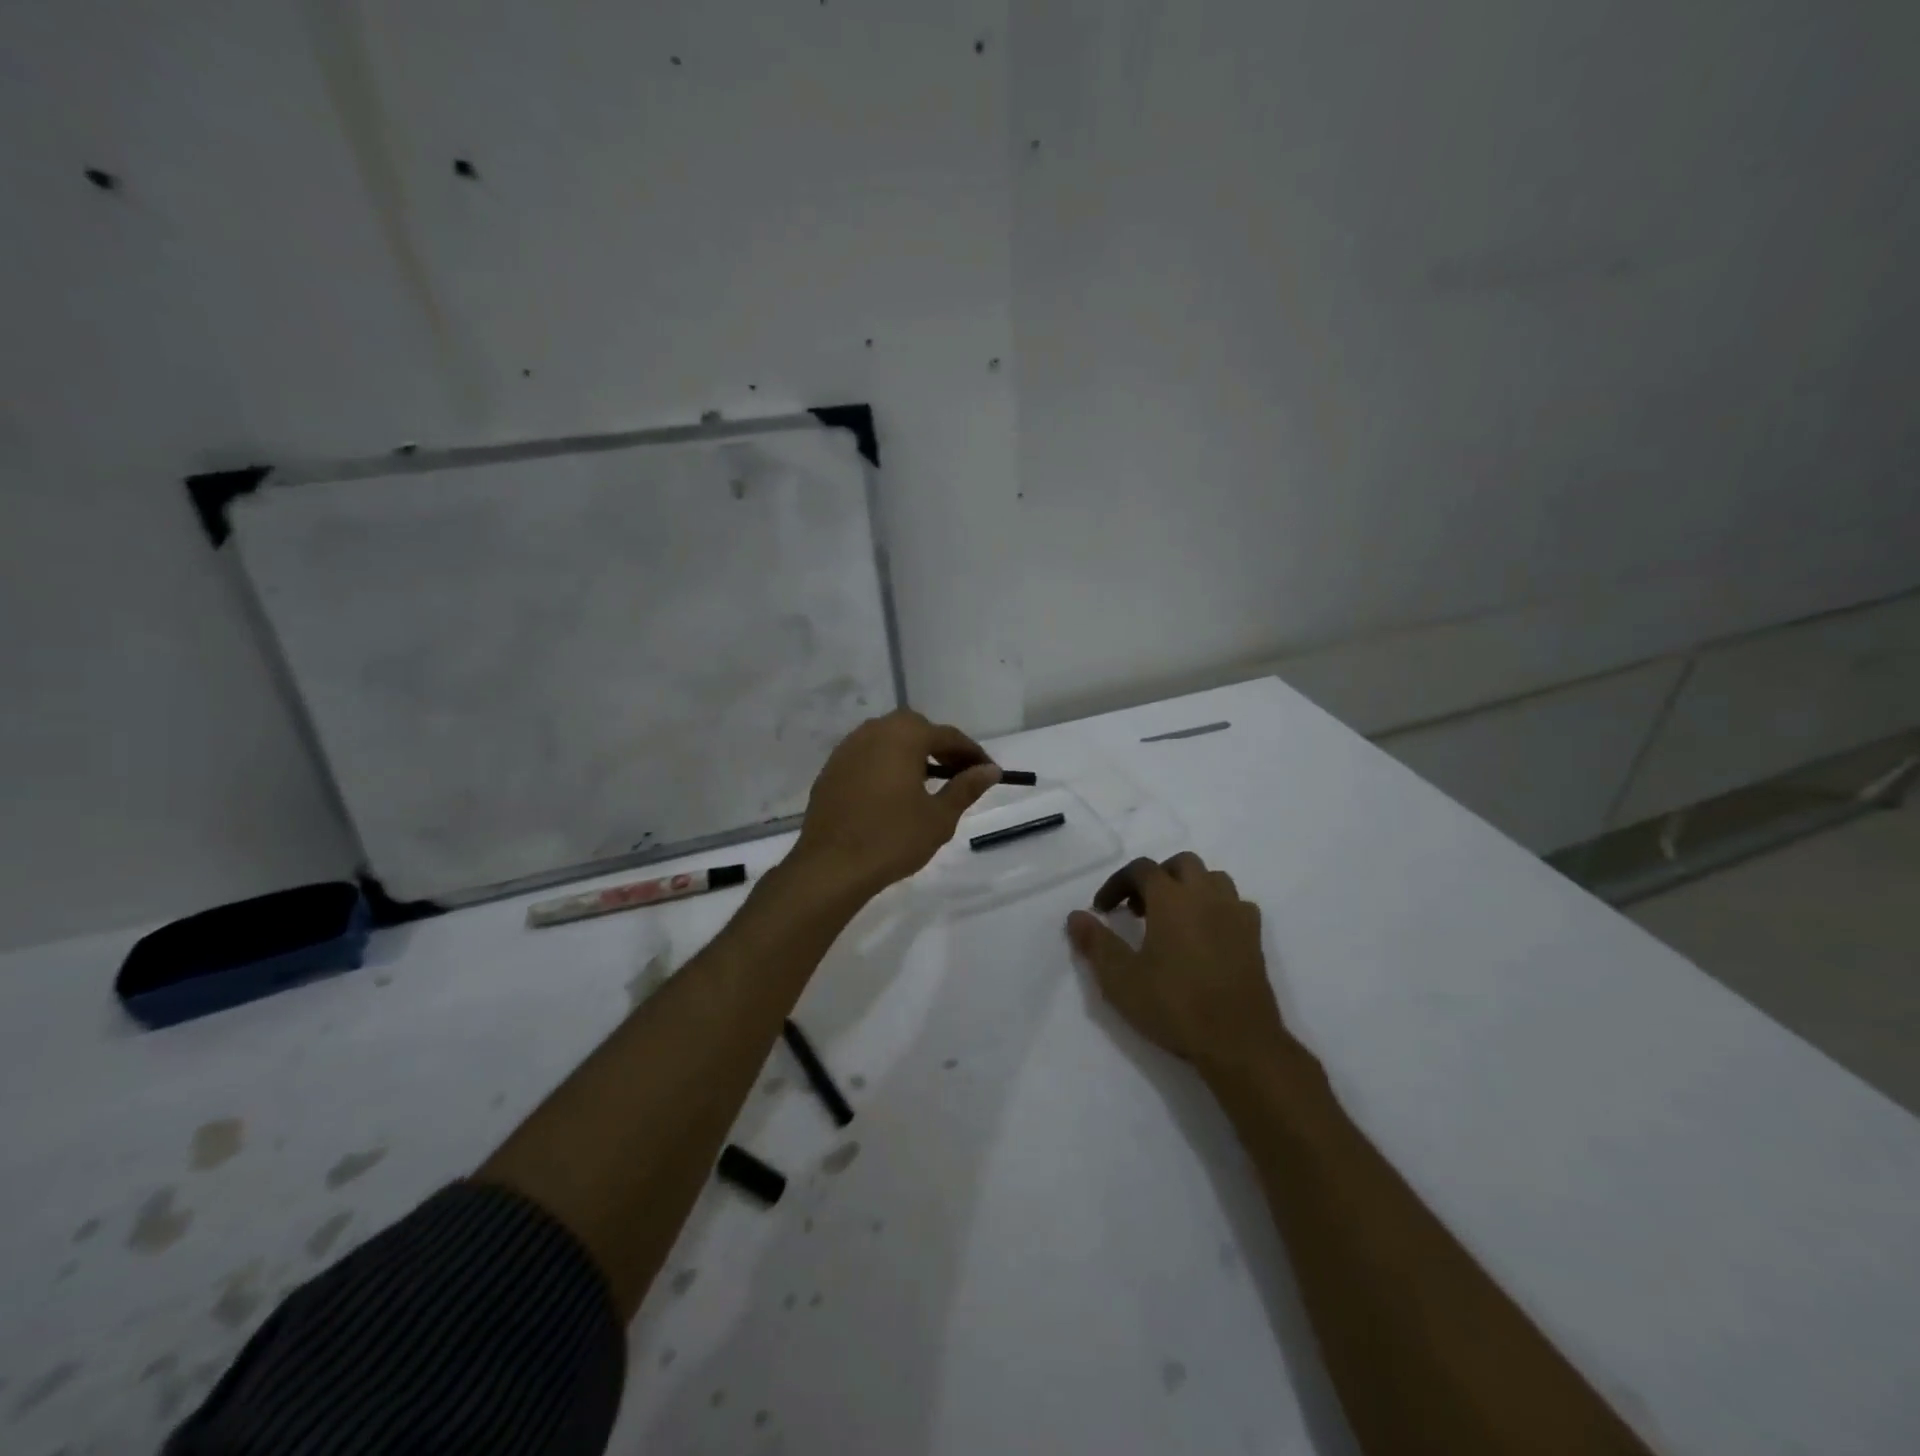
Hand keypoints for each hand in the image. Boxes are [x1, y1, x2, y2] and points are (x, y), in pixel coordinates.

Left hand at [791, 709, 1002, 897]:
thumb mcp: (939, 817)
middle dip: (940, 747)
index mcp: (904, 736)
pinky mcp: (831, 769)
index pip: (948, 736)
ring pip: (888, 739)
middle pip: (916, 728)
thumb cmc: (892, 838)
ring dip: (911, 753)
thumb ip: (966, 788)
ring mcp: (848, 748)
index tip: (988, 772)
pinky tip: (893, 791)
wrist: (831, 866)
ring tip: (927, 781)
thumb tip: (990, 770)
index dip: (972, 753)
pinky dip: (885, 764)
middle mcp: (874, 731)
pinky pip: (867, 756)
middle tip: (958, 773)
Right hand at [1067, 853, 1287, 1079]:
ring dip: (1190, 887)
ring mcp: (1236, 914)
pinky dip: (1218, 907)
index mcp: (1171, 898)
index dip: (1117, 883)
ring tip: (1173, 917)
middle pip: (1181, 864)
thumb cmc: (1174, 1006)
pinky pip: (1236, 904)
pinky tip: (1207, 933)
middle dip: (1156, 877)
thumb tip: (1076, 916)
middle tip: (1138, 908)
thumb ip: (1096, 943)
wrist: (1239, 1042)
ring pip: (1213, 878)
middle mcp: (1206, 895)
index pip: (1141, 869)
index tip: (1102, 909)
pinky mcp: (1256, 938)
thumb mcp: (1121, 979)